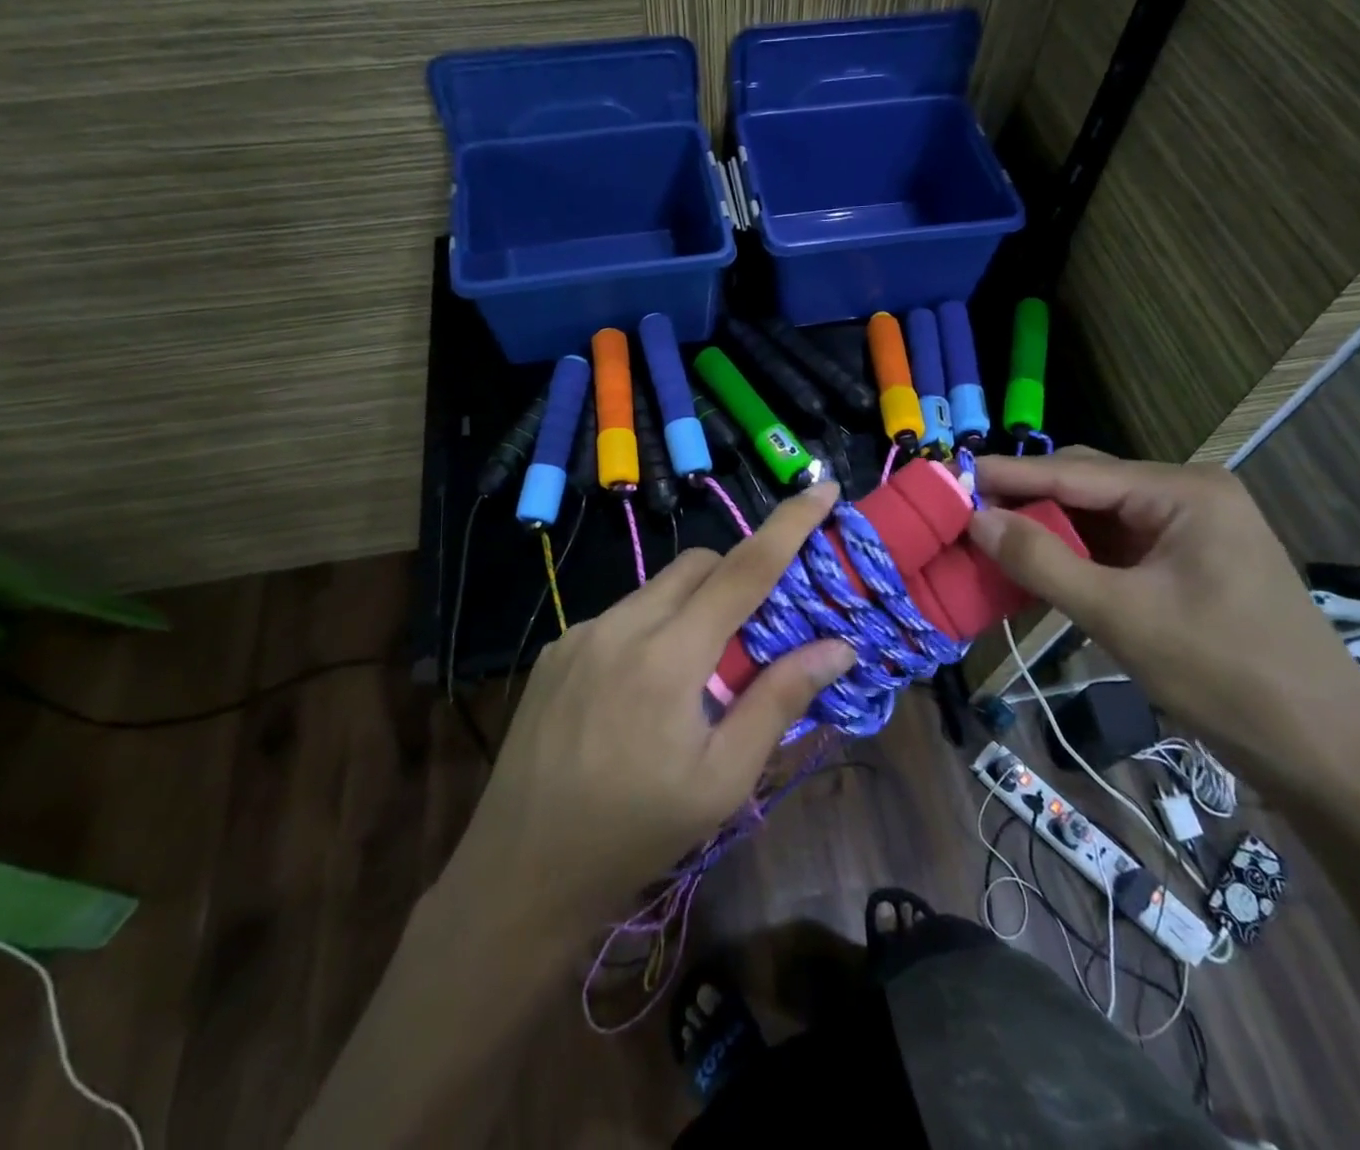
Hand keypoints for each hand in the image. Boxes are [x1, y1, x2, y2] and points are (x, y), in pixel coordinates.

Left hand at [446, 485, 853, 930]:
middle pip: (698, 564)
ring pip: (657, 588)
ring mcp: (581, 633)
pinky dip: (653, 627)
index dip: (789, 524)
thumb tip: (838, 646)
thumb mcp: (724, 779)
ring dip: (693, 605)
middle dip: (738, 575)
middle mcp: (621, 625)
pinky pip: (622, 614)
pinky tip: (645, 688)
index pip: (744, 569)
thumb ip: (779, 699)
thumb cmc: (636, 833)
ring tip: (698, 673)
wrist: (521, 871)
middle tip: (758, 630)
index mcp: (669, 656)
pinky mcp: (557, 649)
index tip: (823, 488)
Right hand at [966, 450, 1359, 794]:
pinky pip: (1115, 543)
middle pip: (1086, 483)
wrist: (1322, 751)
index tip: (949, 476)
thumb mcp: (1120, 616)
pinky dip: (1073, 553)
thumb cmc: (1224, 675)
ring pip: (1097, 514)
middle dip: (1026, 498)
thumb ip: (1042, 562)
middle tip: (964, 515)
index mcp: (1183, 491)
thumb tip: (977, 519)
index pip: (1075, 471)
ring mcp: (1190, 528)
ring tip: (989, 539)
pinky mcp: (1187, 561)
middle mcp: (1187, 494)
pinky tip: (1036, 565)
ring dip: (1046, 528)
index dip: (1008, 474)